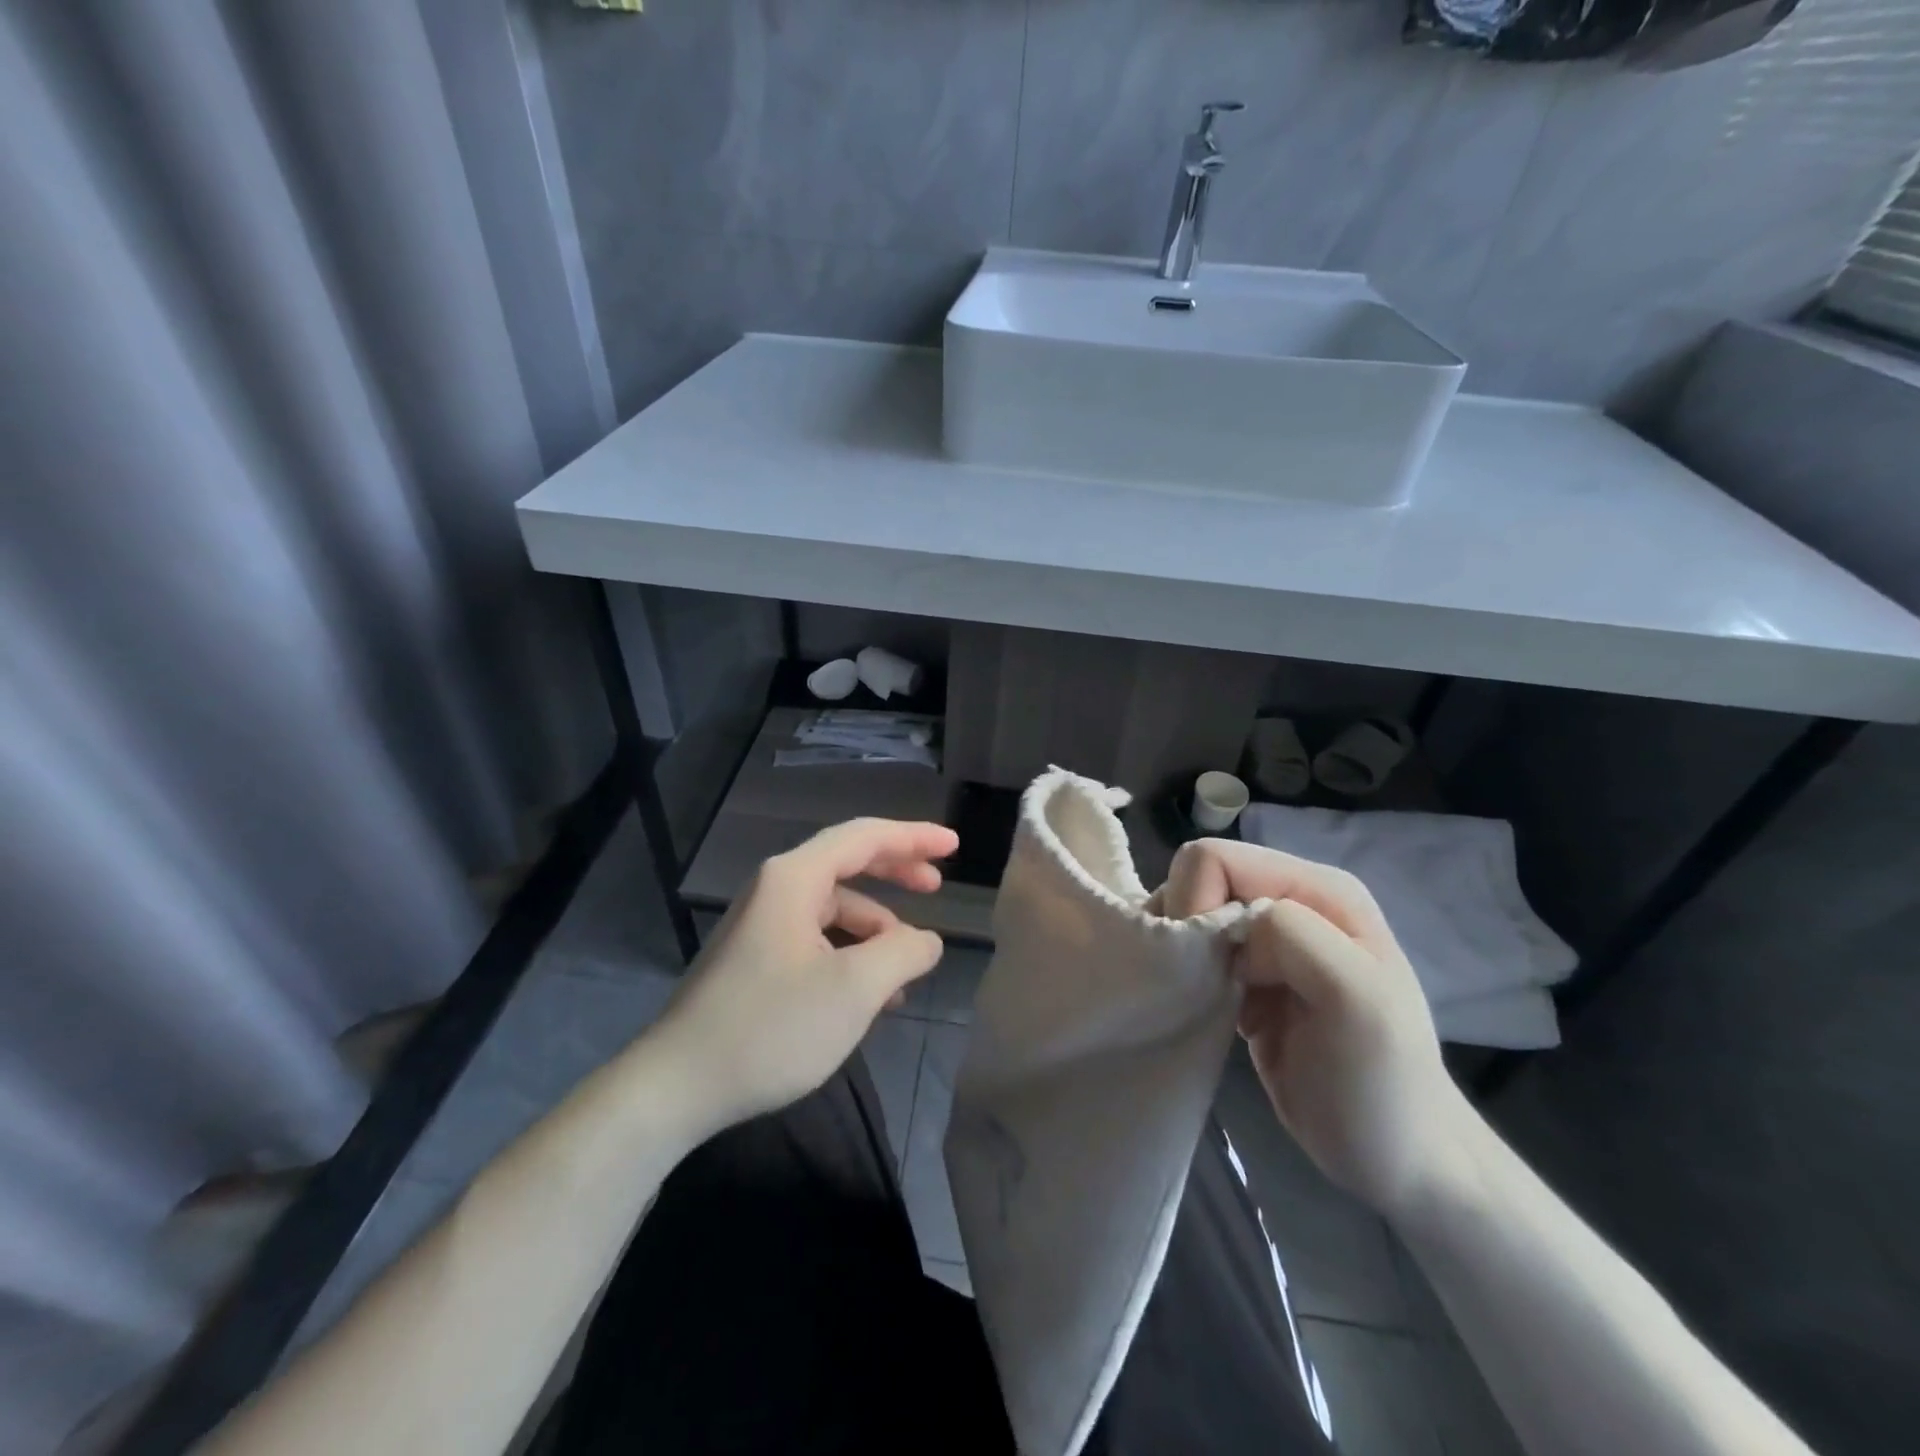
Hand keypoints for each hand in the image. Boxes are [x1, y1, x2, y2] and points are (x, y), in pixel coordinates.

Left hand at [653, 818, 956, 1134]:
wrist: (676, 1086)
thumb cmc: (771, 1027)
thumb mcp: (855, 989)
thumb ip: (904, 953)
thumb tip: (926, 941)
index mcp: (794, 879)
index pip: (864, 837)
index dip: (913, 837)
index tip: (953, 845)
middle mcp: (775, 890)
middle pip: (848, 864)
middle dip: (896, 872)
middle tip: (937, 886)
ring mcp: (761, 926)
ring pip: (834, 911)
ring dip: (875, 930)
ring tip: (906, 970)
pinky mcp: (755, 960)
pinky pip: (816, 940)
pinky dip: (850, 954)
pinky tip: (869, 996)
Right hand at [1159, 839, 1475, 1216]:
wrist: (1397, 1161)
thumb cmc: (1380, 1086)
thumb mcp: (1358, 1000)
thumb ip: (1297, 936)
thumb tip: (1231, 925)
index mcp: (1318, 889)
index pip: (1216, 859)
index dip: (1196, 902)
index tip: (1210, 966)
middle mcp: (1289, 900)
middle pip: (1196, 880)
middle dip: (1185, 926)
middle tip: (1204, 984)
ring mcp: (1268, 938)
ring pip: (1188, 912)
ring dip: (1184, 953)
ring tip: (1206, 999)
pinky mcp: (1248, 973)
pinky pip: (1194, 949)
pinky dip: (1188, 975)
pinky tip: (1211, 1009)